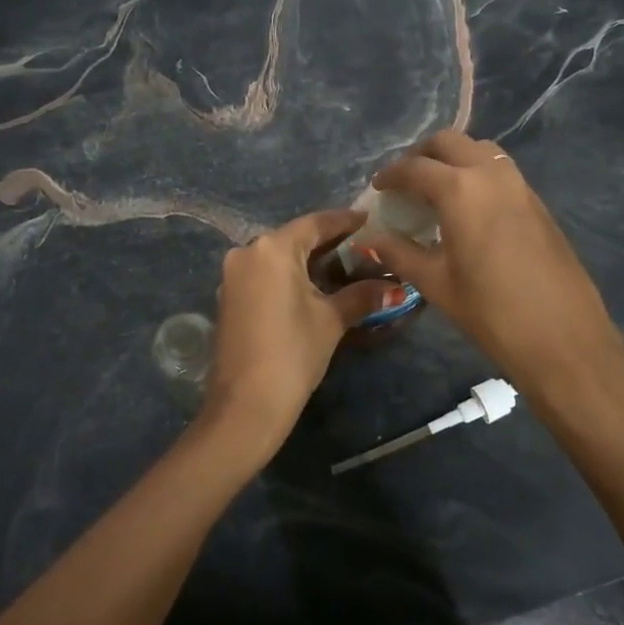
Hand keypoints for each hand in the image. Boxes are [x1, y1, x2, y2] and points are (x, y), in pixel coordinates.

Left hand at [201, 209, 395, 463]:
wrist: (245, 405)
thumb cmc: (292, 353)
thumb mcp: (331, 321)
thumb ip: (362, 295)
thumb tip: (395, 286)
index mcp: (272, 249)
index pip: (315, 223)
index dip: (344, 221)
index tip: (369, 219)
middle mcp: (247, 252)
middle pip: (294, 238)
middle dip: (327, 242)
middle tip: (361, 246)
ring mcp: (233, 276)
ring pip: (277, 257)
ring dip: (307, 261)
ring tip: (342, 267)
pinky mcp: (228, 298)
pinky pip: (264, 275)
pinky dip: (288, 276)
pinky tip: (311, 288)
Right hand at [369, 132, 623, 395]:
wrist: (563, 338)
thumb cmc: (491, 312)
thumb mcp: (436, 283)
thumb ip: (399, 254)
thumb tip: (370, 241)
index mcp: (460, 190)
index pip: (415, 168)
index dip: (391, 175)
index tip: (378, 188)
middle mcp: (491, 175)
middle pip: (450, 142)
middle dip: (422, 155)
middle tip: (406, 181)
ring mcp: (520, 185)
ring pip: (480, 150)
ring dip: (454, 159)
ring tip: (437, 190)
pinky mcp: (538, 203)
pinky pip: (501, 171)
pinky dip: (478, 174)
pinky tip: (469, 209)